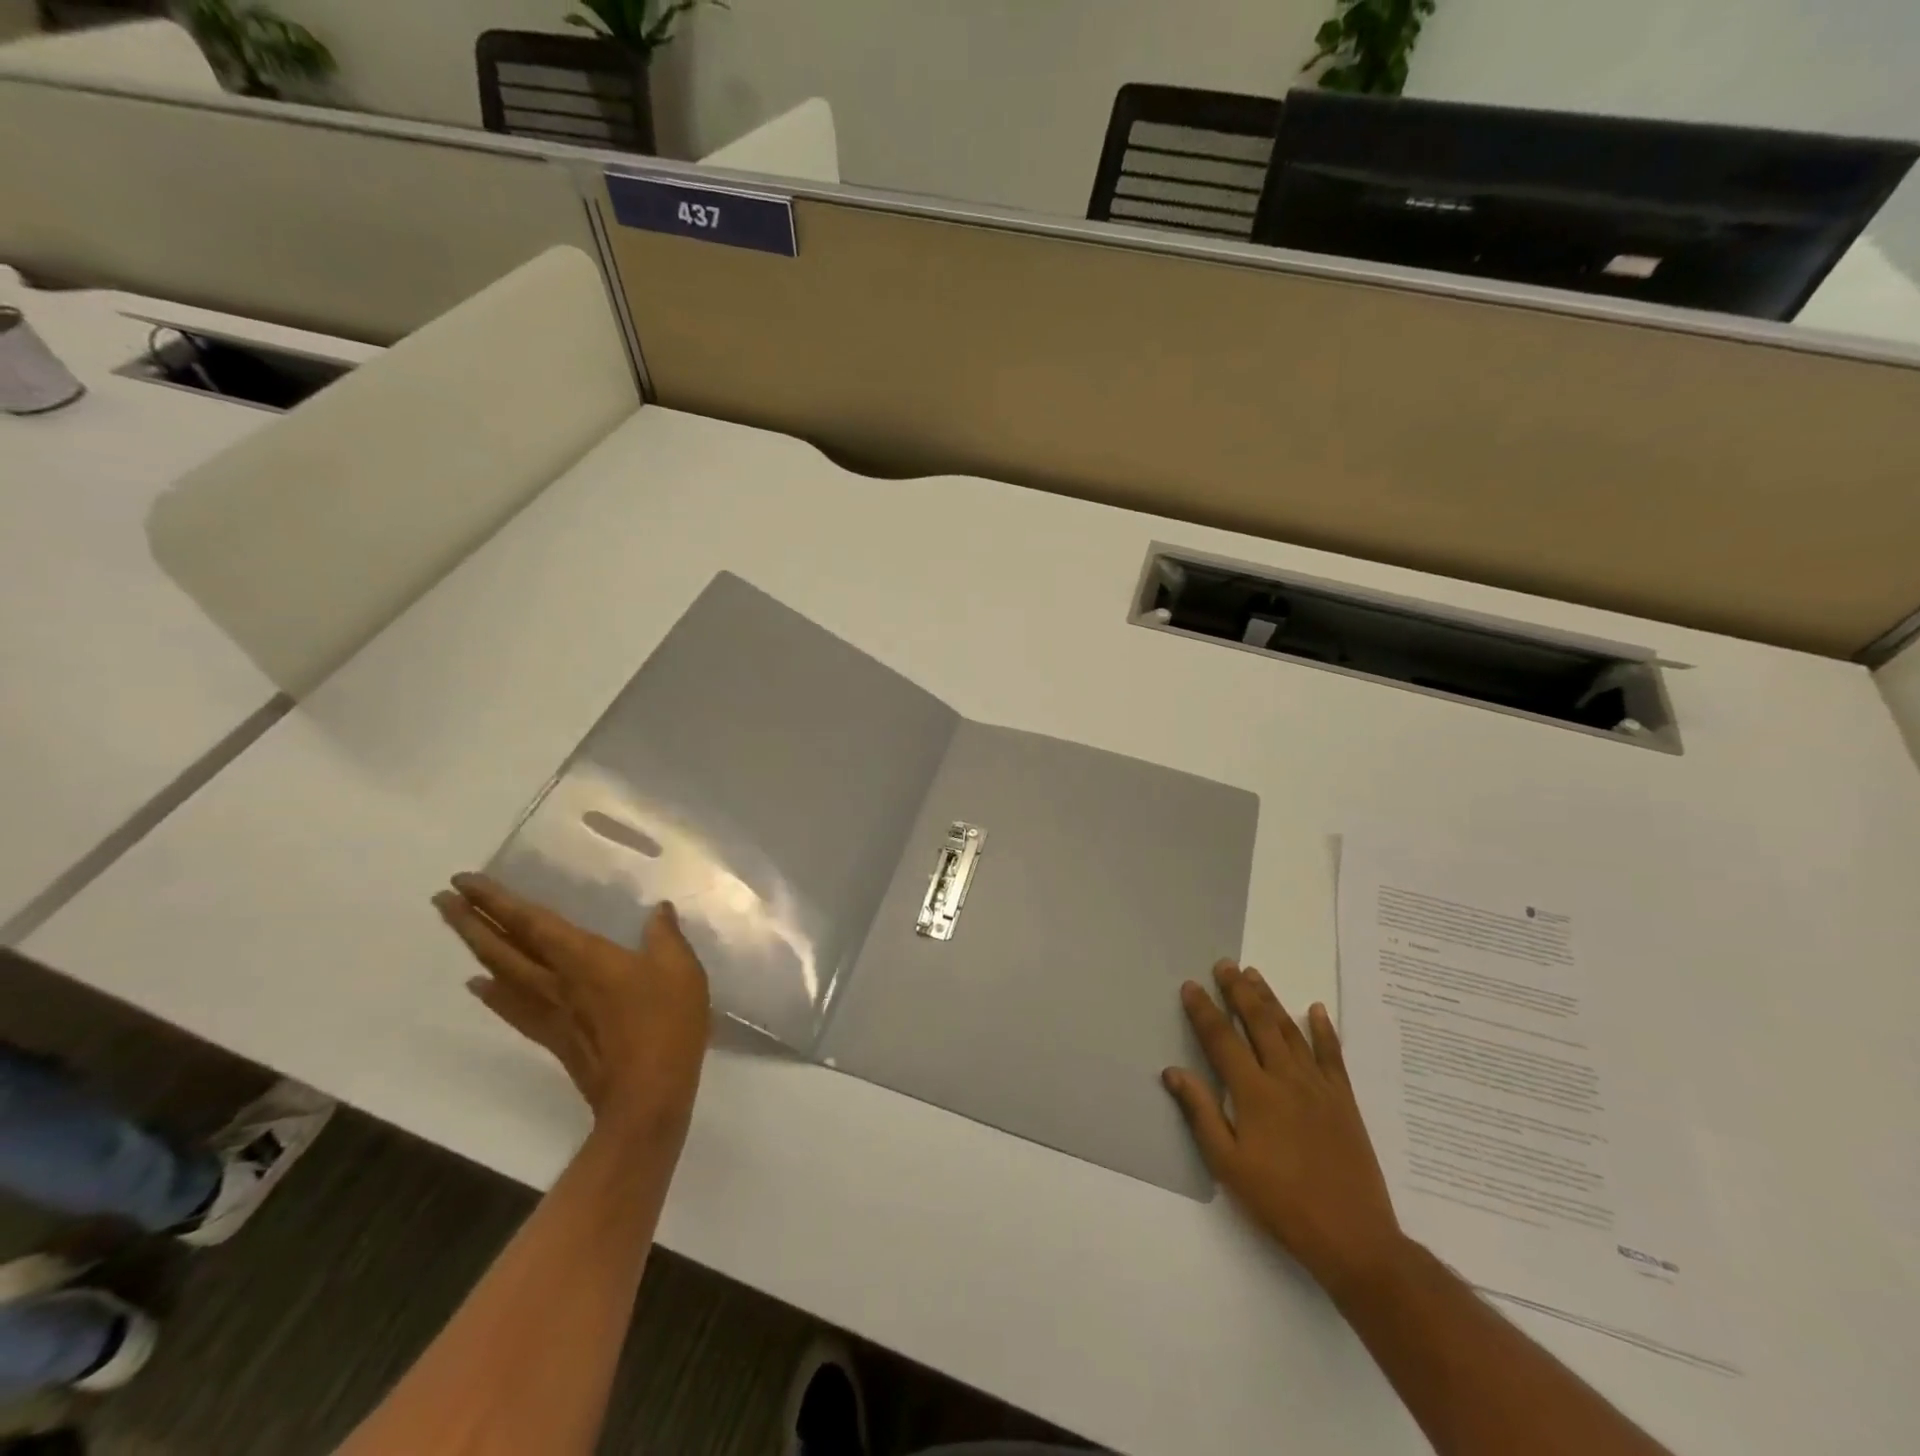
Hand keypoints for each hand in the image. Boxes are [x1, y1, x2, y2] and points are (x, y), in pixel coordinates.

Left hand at [434, 873, 710, 1136]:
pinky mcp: (551, 1037)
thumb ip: (666, 935)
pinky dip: (491, 993)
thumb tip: (658, 909)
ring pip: (500, 974)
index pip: (530, 922)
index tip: (464, 880)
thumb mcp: (680, 969)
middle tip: (442, 897)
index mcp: (583, 958)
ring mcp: (549, 1012)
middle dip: (470, 920)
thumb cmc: (666, 1023)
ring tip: (457, 929)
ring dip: (475, 949)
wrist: (647, 1093)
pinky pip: (511, 1007)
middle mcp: (555, 981)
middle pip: (502, 947)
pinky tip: (480, 986)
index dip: (496, 900)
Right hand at [1164, 960, 1404, 1295]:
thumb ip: (1202, 1113)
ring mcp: (1319, 1087)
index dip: (1204, 1011)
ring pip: (1290, 1031)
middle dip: (1239, 991)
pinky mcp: (1344, 1100)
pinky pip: (1332, 1055)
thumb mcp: (1229, 1166)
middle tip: (1225, 965)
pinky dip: (1323, 1029)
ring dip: (1271, 1000)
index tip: (1191, 986)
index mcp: (1254, 1093)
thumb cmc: (1281, 1203)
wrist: (1354, 1238)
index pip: (1222, 1040)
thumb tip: (1174, 1071)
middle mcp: (1286, 1079)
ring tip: (1255, 975)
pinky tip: (1316, 1009)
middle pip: (1258, 1023)